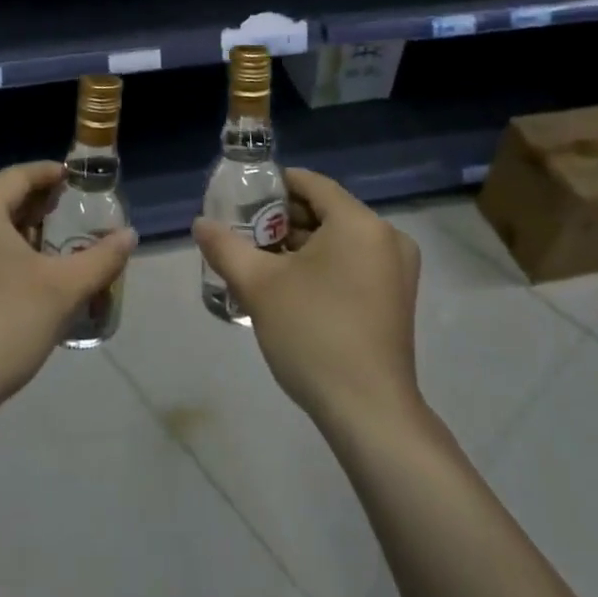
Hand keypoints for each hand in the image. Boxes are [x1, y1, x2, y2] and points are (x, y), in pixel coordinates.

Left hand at [0, 161, 136, 424]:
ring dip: (17, 229)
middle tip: (68, 213)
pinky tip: (19, 272)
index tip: (76, 179)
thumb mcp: (63, 290)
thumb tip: (129, 235)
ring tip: (51, 244)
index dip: (50, 174)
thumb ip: (101, 257)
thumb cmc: (3, 327)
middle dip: (36, 205)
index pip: (18, 176)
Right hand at [194, 167, 422, 434]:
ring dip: (301, 245)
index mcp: (360, 223)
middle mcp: (386, 237)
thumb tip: (200, 223)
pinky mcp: (396, 298)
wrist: (369, 413)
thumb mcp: (259, 286)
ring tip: (259, 260)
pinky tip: (290, 286)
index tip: (241, 200)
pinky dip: (323, 265)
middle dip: (283, 219)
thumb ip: (226, 247)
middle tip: (244, 233)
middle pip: (326, 211)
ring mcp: (397, 270)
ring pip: (339, 239)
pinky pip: (354, 262)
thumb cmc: (314, 334)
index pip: (311, 183)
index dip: (273, 186)